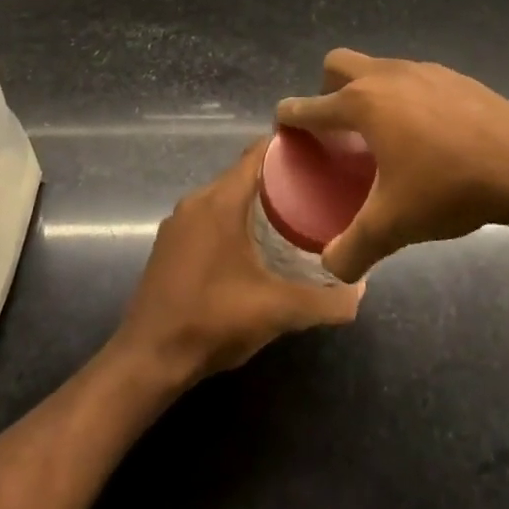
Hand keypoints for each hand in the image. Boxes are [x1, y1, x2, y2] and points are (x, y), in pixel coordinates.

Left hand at [112, 139, 364, 386]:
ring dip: (256, 201)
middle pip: (243, 174)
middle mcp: (196, 202)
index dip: (290, 148)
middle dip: (280, 178)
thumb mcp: (277, 311)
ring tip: (295, 215)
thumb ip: (325, 302)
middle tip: (319, 188)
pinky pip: (209, 217)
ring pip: (225, 197)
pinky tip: (256, 245)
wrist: (148, 360)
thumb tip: (361, 293)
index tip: (323, 151)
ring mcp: (178, 224)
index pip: (257, 154)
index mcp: (219, 201)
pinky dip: (234, 219)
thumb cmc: (212, 321)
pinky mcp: (169, 246)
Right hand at [276, 50, 508, 282]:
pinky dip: (405, 98)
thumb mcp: (393, 225)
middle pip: (339, 64)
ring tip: (383, 134)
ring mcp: (425, 71)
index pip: (310, 106)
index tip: (284, 124)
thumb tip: (331, 269)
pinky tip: (426, 134)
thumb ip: (353, 249)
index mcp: (363, 104)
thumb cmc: (448, 189)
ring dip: (369, 92)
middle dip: (327, 89)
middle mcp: (388, 76)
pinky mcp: (455, 77)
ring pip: (380, 68)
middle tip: (337, 127)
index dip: (290, 116)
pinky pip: (414, 79)